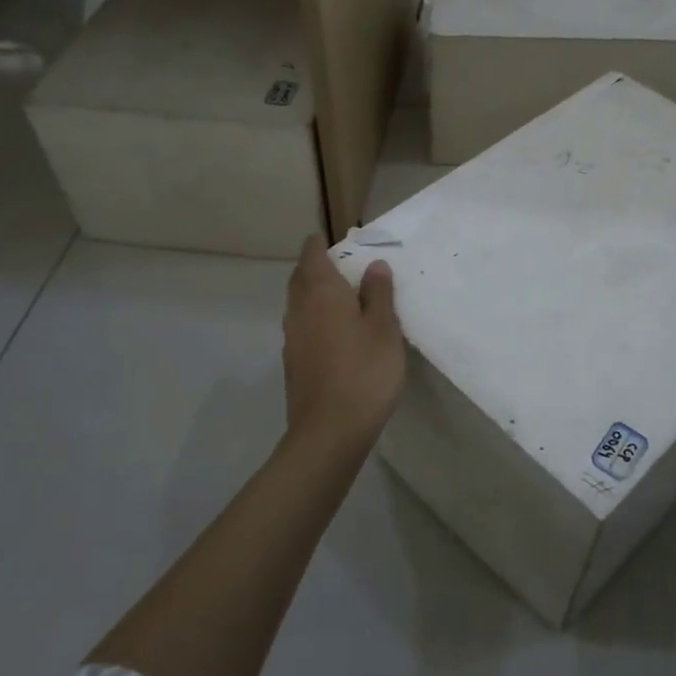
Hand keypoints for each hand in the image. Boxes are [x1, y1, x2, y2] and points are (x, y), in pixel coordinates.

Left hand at [282, 235, 405, 452]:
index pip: (312, 254)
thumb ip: (379, 293)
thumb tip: (374, 265)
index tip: (341, 243)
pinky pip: (301, 326)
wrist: (329, 432)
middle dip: (317, 267)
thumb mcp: (384, 329)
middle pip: (301, 277)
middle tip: (345, 267)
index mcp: (321, 292)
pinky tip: (336, 334)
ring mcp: (292, 337)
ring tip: (344, 299)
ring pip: (299, 302)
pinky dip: (315, 318)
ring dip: (315, 294)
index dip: (322, 245)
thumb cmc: (364, 372)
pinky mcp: (293, 361)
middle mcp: (299, 308)